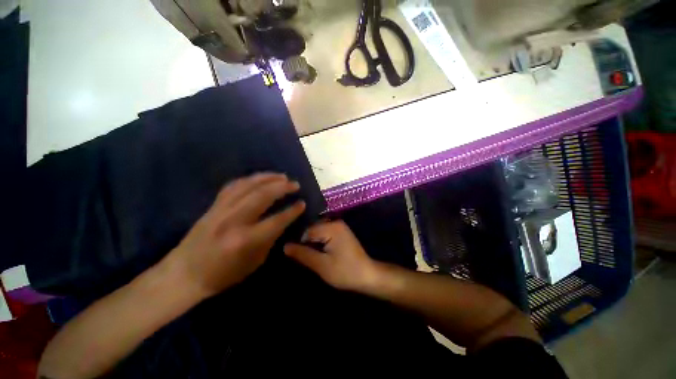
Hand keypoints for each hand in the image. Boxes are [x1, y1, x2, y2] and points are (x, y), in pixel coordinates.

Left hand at [167, 173, 305, 298]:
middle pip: (263, 195)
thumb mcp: (254, 262)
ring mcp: (221, 210)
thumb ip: (270, 239)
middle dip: (282, 187)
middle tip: (295, 184)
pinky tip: (259, 178)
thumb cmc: (223, 274)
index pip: (276, 220)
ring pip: (248, 185)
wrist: (184, 274)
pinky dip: (250, 179)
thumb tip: (282, 221)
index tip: (302, 203)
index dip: (292, 211)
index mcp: (245, 239)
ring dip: (268, 178)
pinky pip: (234, 185)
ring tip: (282, 176)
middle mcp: (234, 220)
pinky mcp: (214, 205)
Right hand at [284, 221, 378, 291]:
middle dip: (305, 242)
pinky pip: (324, 233)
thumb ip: (303, 254)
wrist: (367, 275)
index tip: (293, 255)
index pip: (307, 230)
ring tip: (306, 255)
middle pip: (312, 229)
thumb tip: (285, 246)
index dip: (298, 242)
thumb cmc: (344, 271)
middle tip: (300, 256)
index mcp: (331, 227)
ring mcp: (339, 226)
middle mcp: (335, 222)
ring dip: (311, 242)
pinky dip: (319, 241)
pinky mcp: (341, 232)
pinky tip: (316, 251)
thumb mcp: (321, 265)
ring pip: (317, 231)